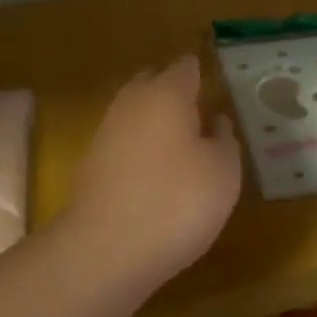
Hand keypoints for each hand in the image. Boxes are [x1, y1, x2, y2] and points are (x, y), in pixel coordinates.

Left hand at [62, 55, 242, 294]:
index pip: (186, 67)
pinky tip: (157, 169)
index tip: (218, 80)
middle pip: (153, 82)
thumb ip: (225, 140)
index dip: (202, 70)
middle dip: (174, 88)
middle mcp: (131, 103)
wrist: (105, 250)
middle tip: (201, 105)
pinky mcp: (91, 165)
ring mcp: (106, 133)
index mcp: (166, 94)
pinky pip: (123, 141)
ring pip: (135, 111)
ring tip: (183, 139)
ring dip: (156, 118)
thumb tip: (217, 120)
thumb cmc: (176, 202)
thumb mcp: (223, 172)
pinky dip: (141, 146)